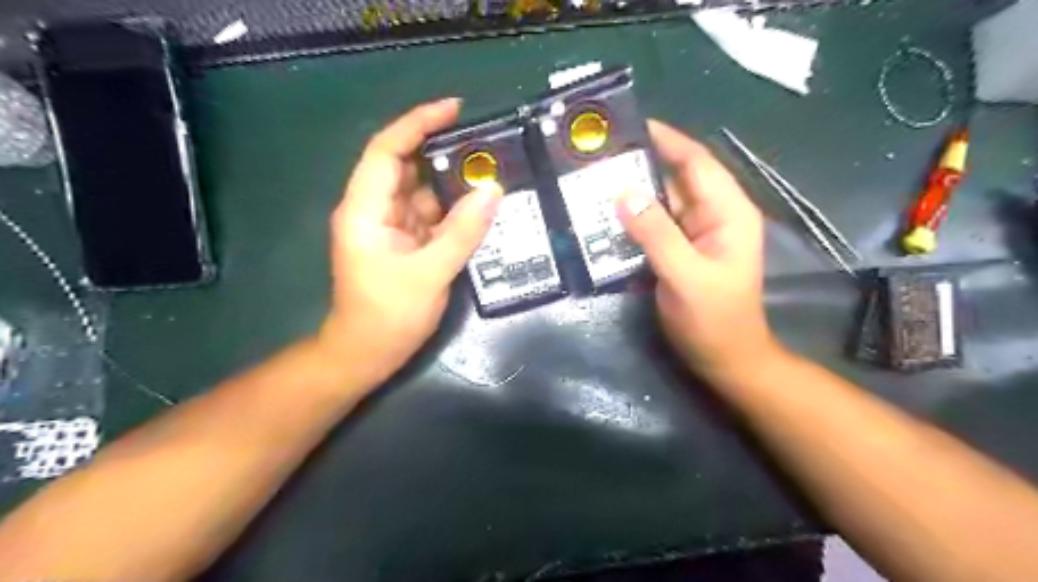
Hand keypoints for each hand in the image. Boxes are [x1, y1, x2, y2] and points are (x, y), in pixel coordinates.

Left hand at [321, 99, 506, 385]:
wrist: (367, 353)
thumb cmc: (388, 316)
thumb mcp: (430, 274)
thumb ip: (463, 231)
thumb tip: (493, 191)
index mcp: (365, 210)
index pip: (388, 151)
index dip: (418, 123)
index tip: (454, 108)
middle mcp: (374, 209)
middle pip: (406, 166)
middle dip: (441, 151)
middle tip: (484, 144)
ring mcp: (389, 226)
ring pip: (421, 190)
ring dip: (451, 182)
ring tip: (489, 171)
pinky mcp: (403, 241)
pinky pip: (429, 214)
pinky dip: (452, 208)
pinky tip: (478, 205)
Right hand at [615, 121, 777, 374]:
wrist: (724, 360)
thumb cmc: (714, 320)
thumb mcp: (686, 276)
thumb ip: (657, 234)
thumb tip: (623, 193)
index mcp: (728, 212)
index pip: (697, 163)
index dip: (668, 140)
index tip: (631, 125)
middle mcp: (713, 215)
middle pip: (676, 178)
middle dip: (642, 163)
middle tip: (600, 154)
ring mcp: (695, 233)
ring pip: (662, 201)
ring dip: (633, 190)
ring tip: (595, 178)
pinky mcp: (679, 250)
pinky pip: (654, 224)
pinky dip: (632, 217)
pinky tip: (606, 214)